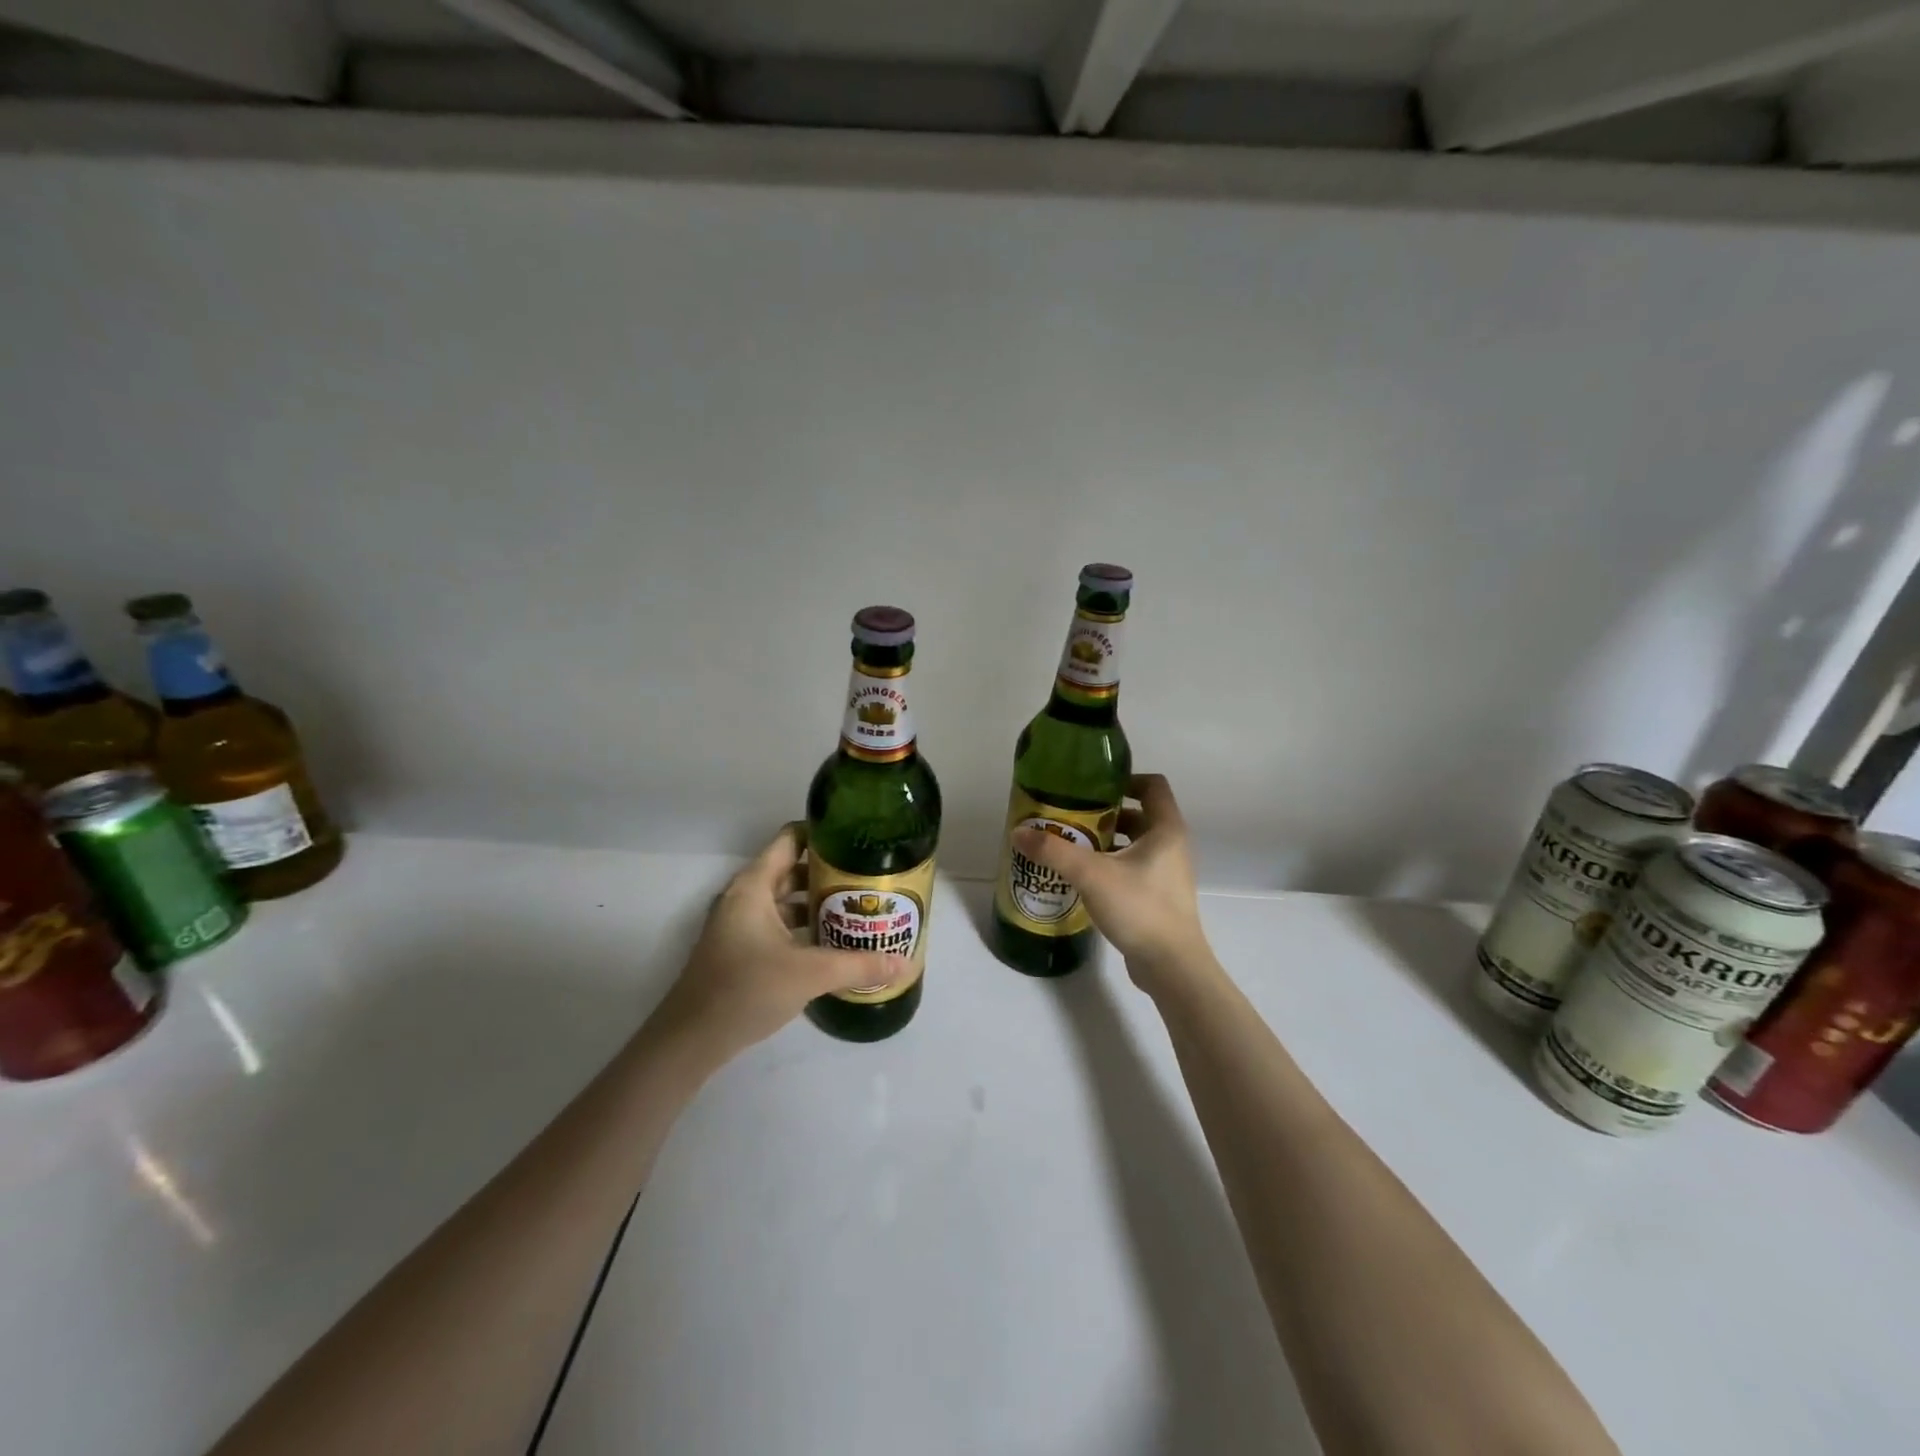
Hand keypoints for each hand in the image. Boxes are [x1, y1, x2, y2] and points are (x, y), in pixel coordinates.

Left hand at [642, 823, 903, 1069]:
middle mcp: (745, 897)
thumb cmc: (745, 990)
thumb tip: (904, 962)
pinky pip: (778, 924)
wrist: (690, 1041)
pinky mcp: (740, 949)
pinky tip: (832, 942)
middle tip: (869, 878)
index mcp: (753, 886)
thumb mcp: (809, 974)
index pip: (791, 839)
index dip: (824, 835)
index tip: (859, 841)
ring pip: (786, 900)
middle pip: (792, 869)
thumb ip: (858, 965)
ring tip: (858, 909)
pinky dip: (803, 926)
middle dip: (829, 872)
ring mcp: (740, 924)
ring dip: (818, 902)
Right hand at [1012, 773, 1214, 995]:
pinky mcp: (1157, 897)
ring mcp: (1166, 873)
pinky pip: (1131, 869)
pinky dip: (1109, 865)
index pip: (1152, 785)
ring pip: (1133, 844)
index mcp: (1166, 829)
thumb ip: (1054, 851)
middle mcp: (1171, 846)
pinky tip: (1081, 877)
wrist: (1171, 967)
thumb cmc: (1140, 908)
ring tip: (1069, 845)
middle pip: (1138, 815)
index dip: (1124, 779)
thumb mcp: (1092, 874)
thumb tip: (1019, 832)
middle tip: (1070, 816)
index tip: (1091, 786)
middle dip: (1104, 813)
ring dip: (1104, 841)